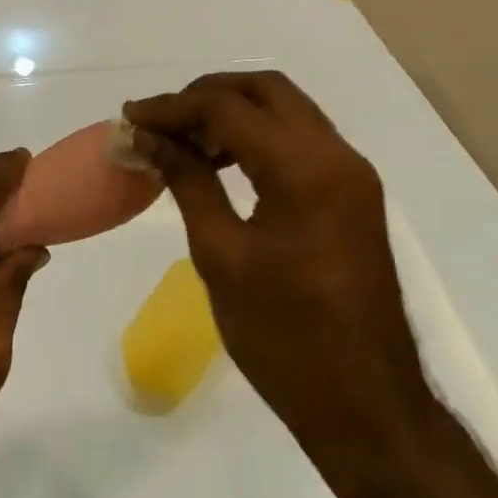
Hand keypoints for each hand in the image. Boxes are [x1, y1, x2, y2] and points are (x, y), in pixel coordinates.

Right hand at [124, 73, 435, 472]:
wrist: (368, 408)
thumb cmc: (285, 338)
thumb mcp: (221, 255)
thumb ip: (186, 182)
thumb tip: (147, 138)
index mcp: (306, 170)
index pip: (228, 107)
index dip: (172, 107)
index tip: (129, 119)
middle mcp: (337, 156)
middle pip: (265, 89)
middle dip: (205, 94)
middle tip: (160, 122)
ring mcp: (351, 175)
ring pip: (286, 110)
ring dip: (232, 112)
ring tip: (182, 142)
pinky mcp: (351, 195)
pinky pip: (299, 140)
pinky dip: (257, 136)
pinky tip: (220, 164)